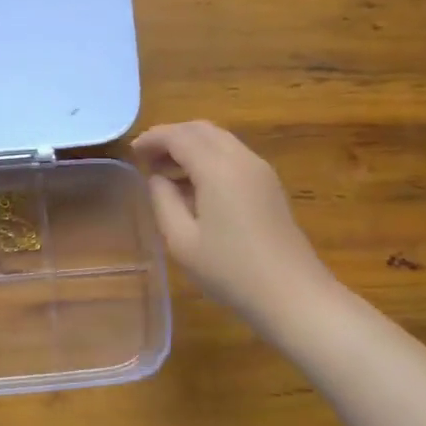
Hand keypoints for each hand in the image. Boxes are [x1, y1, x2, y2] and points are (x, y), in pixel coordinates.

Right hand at [133, 121, 338, 330]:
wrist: (293, 296)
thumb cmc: (230, 270)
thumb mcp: (181, 240)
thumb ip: (163, 200)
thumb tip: (157, 178)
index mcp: (218, 168)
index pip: (178, 136)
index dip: (152, 139)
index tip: (131, 152)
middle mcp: (241, 159)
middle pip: (201, 130)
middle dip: (171, 137)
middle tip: (146, 159)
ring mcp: (260, 170)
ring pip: (219, 140)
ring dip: (190, 146)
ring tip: (166, 172)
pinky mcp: (269, 185)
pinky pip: (232, 155)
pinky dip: (208, 157)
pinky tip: (195, 185)